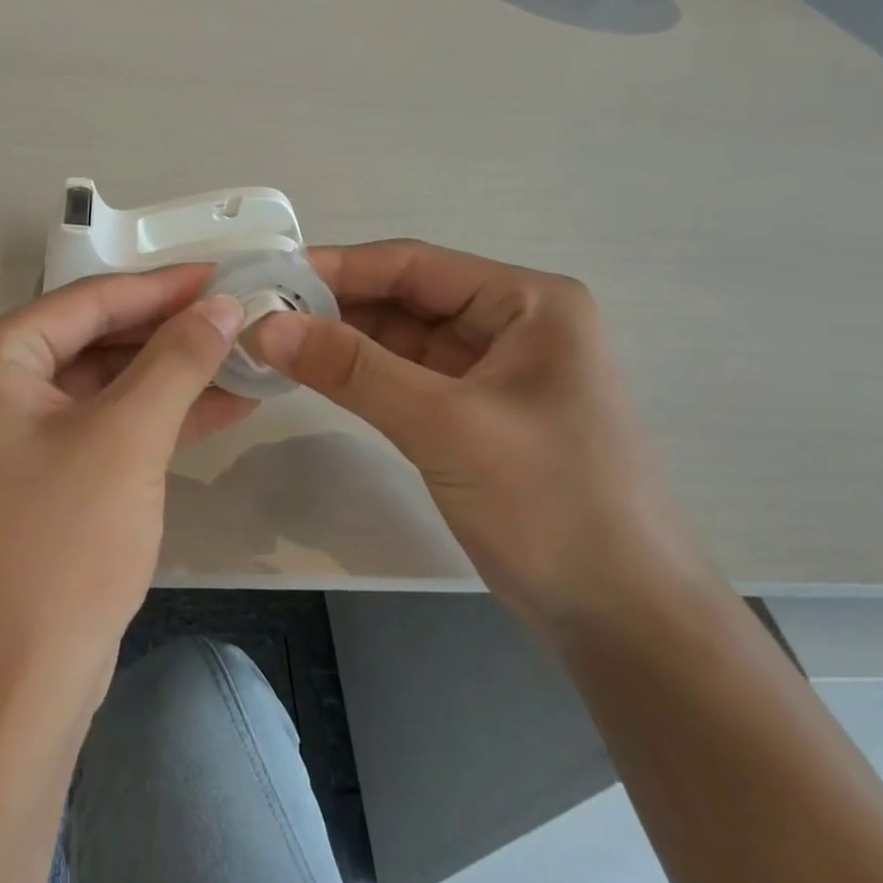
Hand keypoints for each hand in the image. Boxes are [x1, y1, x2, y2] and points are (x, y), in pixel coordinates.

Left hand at [0, 266, 251, 696]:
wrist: (11, 692)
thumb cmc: (59, 549)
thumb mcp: (127, 439)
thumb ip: (178, 359)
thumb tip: (223, 304)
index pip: (87, 301)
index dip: (163, 287)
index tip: (225, 274)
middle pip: (93, 340)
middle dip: (171, 334)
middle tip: (241, 316)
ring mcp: (2, 435)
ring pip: (101, 385)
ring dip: (170, 377)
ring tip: (244, 358)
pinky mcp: (30, 477)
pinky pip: (97, 427)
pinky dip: (152, 418)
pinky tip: (219, 405)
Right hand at [245, 240, 707, 632]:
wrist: (623, 617)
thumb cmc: (551, 504)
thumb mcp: (445, 426)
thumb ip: (353, 370)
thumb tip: (267, 326)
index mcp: (527, 302)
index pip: (414, 264)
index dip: (338, 266)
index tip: (269, 277)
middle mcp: (512, 323)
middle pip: (407, 297)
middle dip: (335, 305)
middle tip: (259, 314)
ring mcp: (494, 370)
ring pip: (403, 338)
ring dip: (343, 340)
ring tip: (273, 341)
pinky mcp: (477, 413)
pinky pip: (409, 377)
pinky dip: (363, 375)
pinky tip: (315, 374)